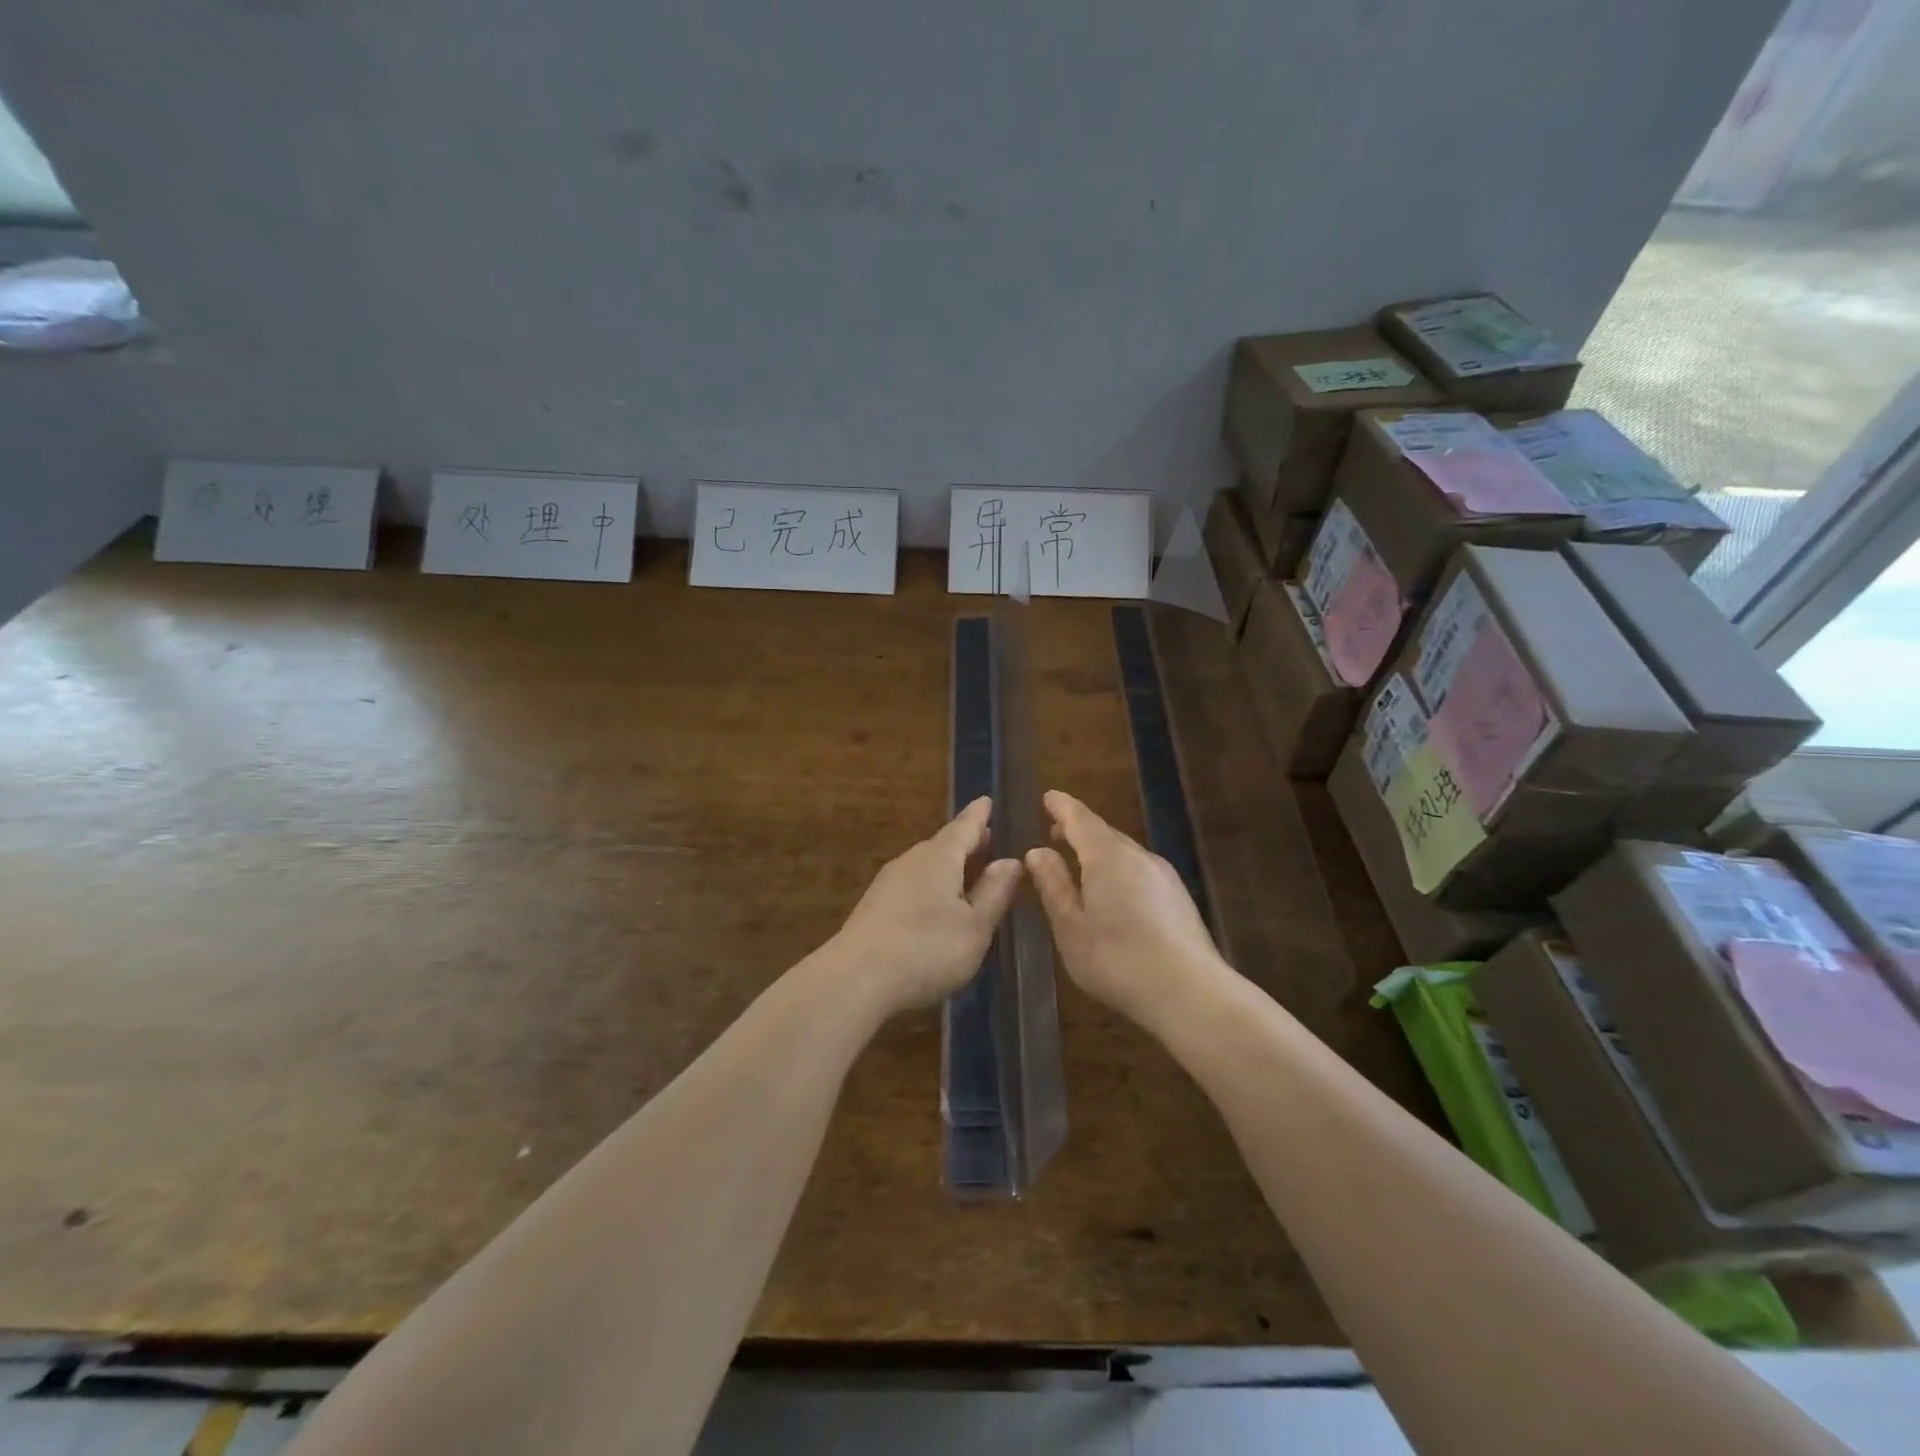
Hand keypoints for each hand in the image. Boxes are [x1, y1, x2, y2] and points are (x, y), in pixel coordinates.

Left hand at [829, 797, 1022, 1016]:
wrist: (856, 978)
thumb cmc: (927, 949)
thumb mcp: (975, 926)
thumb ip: (994, 892)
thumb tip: (1011, 861)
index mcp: (940, 857)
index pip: (965, 826)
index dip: (979, 815)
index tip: (987, 800)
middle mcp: (912, 860)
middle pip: (944, 844)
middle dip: (966, 842)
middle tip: (987, 840)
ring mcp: (889, 882)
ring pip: (926, 865)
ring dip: (949, 866)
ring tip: (968, 873)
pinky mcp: (875, 906)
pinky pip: (913, 883)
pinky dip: (931, 885)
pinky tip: (937, 904)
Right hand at [1024, 791, 1231, 1031]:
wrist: (1190, 994)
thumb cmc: (1117, 959)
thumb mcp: (1071, 926)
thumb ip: (1054, 885)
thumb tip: (1037, 852)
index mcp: (1107, 856)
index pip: (1080, 818)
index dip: (1061, 807)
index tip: (1047, 797)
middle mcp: (1139, 856)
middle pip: (1104, 833)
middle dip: (1078, 830)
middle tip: (1054, 833)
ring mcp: (1164, 876)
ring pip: (1124, 853)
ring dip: (1099, 852)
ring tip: (1078, 866)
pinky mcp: (1178, 898)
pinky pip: (1139, 871)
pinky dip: (1118, 870)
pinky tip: (1111, 895)